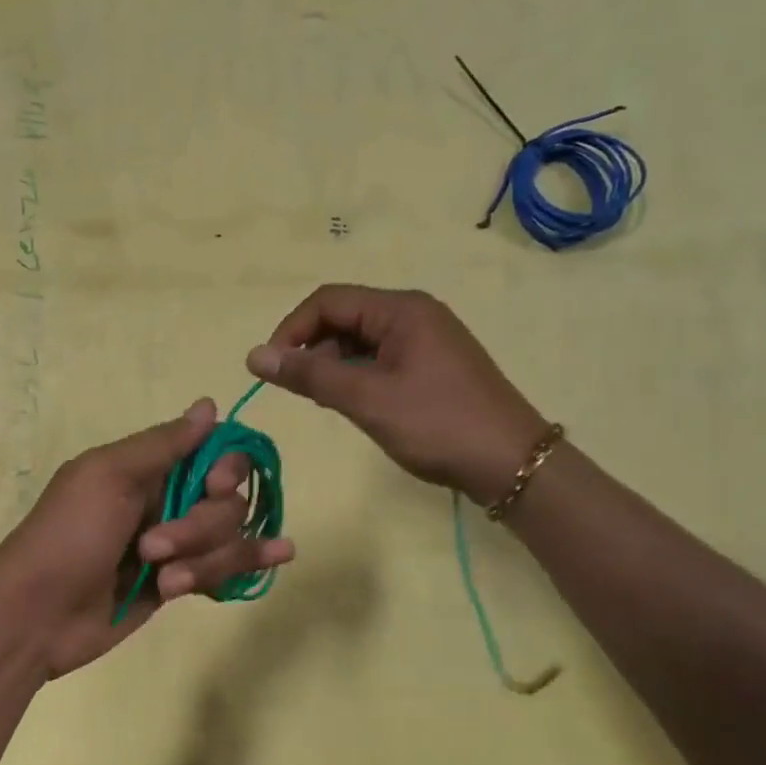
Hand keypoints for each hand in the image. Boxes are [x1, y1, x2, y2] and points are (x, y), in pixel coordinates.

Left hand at [0, 400, 295, 679]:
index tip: (211, 483)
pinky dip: (251, 562)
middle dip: (200, 527)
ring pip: (228, 538)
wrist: (35, 616)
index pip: (213, 452)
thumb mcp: (108, 476)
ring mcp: (175, 545)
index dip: (225, 466)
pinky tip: (281, 555)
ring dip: (205, 559)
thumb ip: (164, 444)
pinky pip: (225, 568)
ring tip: (165, 582)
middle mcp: (167, 499)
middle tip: (152, 547)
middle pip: (227, 500)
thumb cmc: (67, 536)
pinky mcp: (178, 583)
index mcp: (147, 467)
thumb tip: (210, 405)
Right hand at [246, 285, 547, 499]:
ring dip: (333, 365)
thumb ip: (310, 375)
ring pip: (359, 341)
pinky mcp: (431, 366)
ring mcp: (425, 340)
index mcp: (401, 309)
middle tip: (298, 390)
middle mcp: (413, 314)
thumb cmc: (437, 425)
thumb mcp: (368, 399)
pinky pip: (379, 359)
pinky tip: (354, 405)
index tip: (270, 369)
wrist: (512, 463)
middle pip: (343, 317)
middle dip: (312, 348)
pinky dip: (356, 376)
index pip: (328, 301)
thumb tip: (253, 356)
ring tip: (326, 402)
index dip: (291, 330)